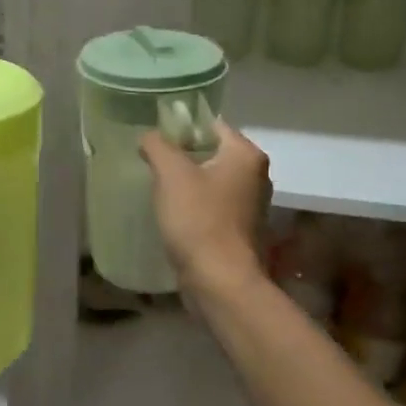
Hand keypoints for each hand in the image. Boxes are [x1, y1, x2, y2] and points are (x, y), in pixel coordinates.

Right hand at [139, 121, 271, 293]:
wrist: (220, 281)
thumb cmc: (198, 220)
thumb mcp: (171, 174)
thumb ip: (157, 145)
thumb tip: (149, 136)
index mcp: (246, 155)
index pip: (212, 124)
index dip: (182, 127)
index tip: (155, 138)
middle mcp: (256, 175)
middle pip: (213, 152)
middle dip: (183, 155)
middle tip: (152, 161)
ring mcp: (251, 205)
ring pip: (212, 180)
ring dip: (187, 182)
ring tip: (158, 186)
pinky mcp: (241, 229)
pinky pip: (213, 205)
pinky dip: (195, 204)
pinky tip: (173, 213)